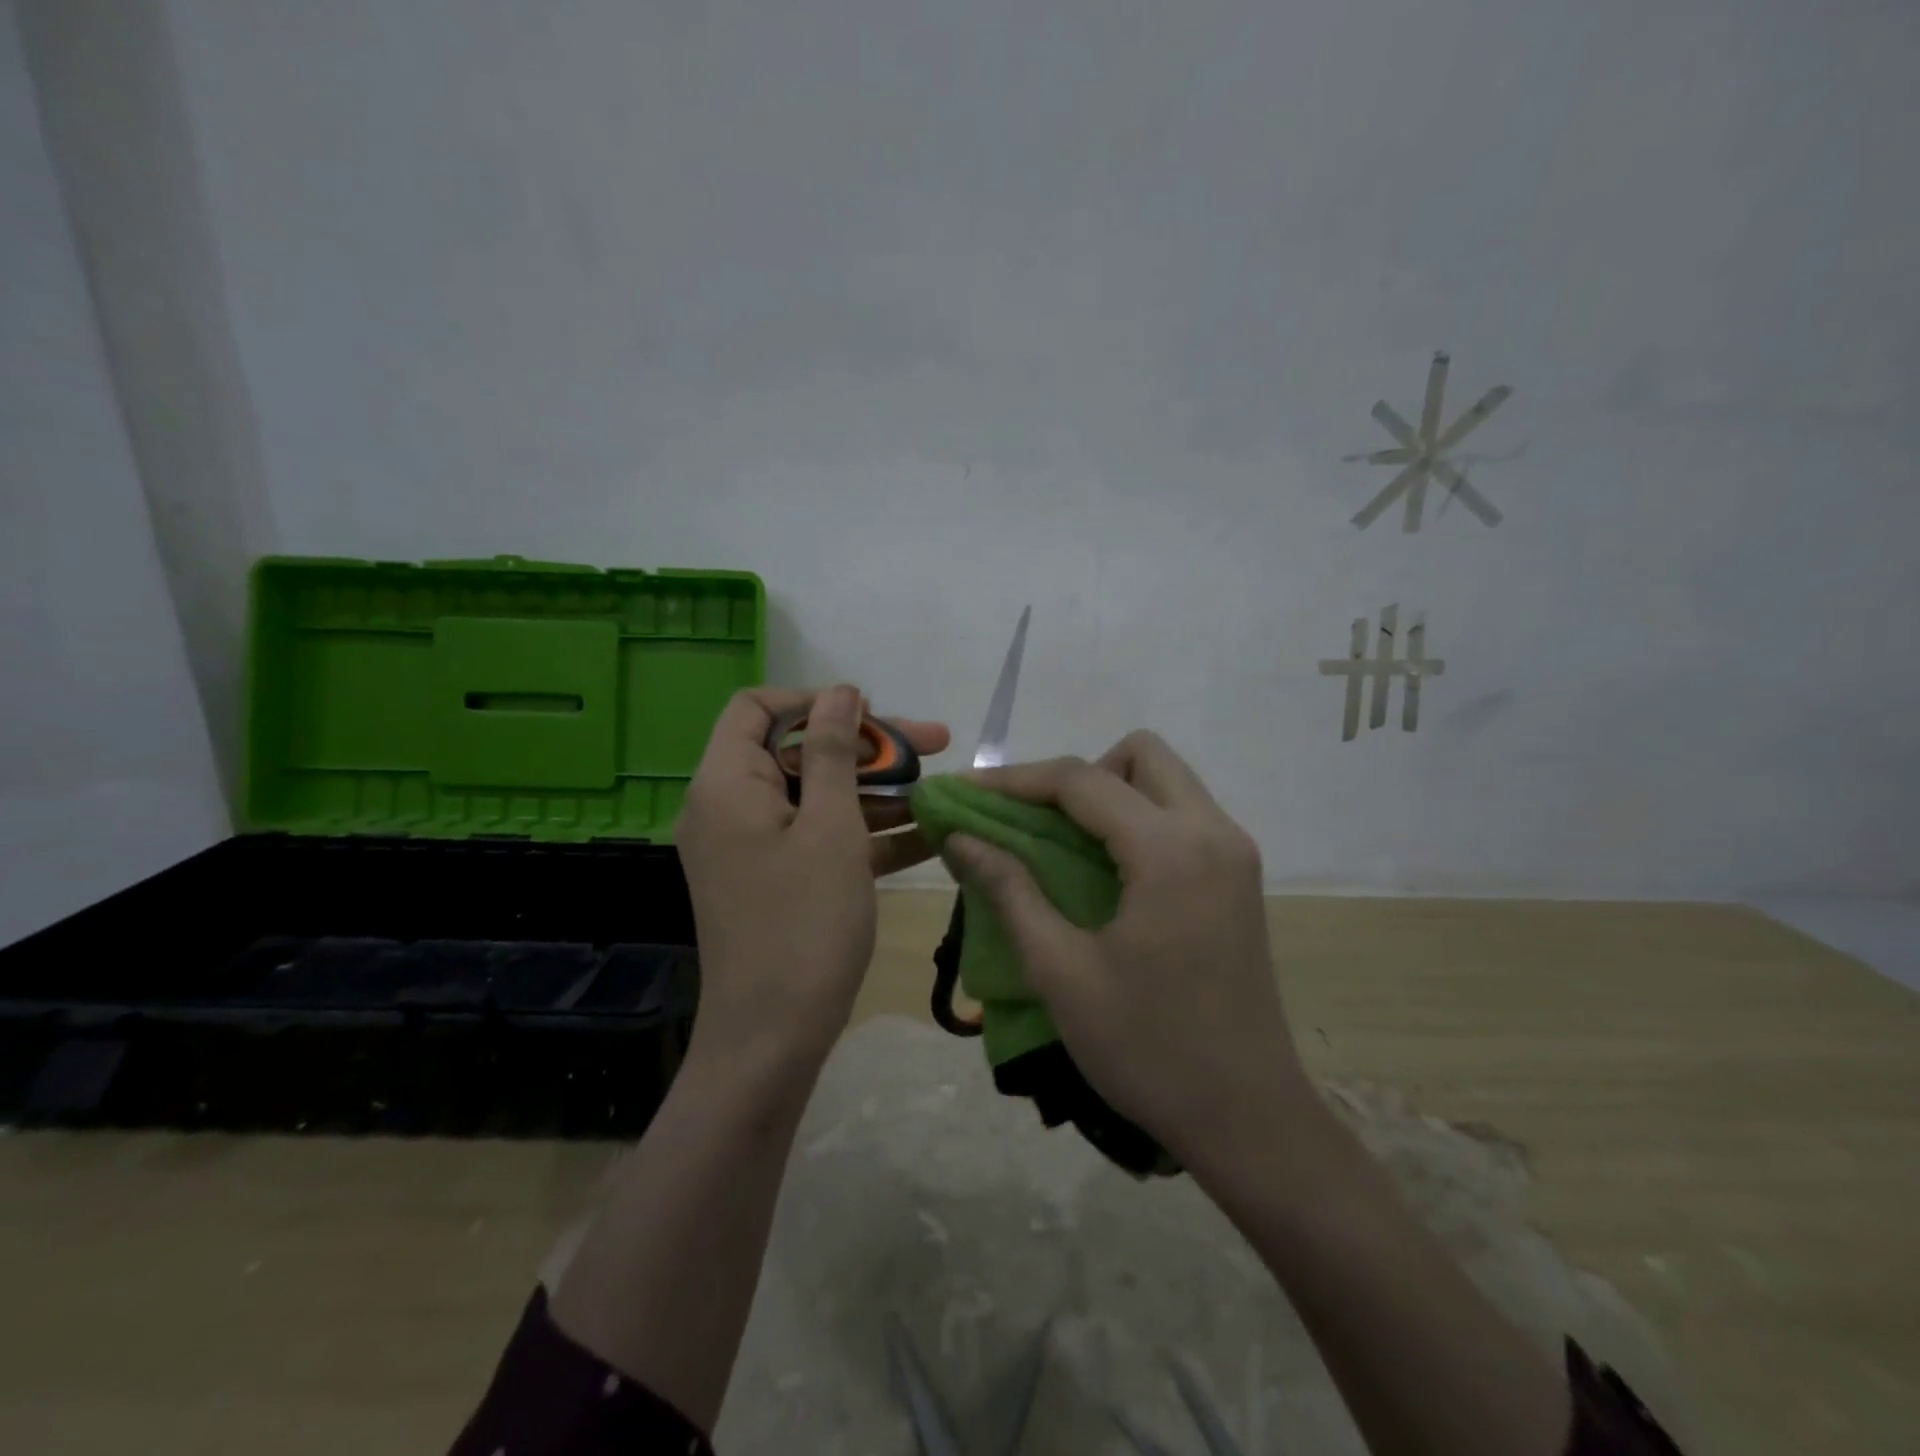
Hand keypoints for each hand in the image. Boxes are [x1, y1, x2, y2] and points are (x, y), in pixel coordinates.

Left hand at [677, 685, 950, 1068]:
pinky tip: (929, 833)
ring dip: (878, 791)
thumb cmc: (803, 923)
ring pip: (818, 796)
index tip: (871, 714)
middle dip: (869, 747)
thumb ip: (833, 752)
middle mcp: (731, 808)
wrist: (773, 1040)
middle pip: (799, 752)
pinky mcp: (778, 880)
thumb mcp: (830, 827)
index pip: (758, 708)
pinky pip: (821, 838)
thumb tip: (840, 692)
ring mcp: (755, 847)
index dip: (816, 701)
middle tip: (936, 743)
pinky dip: (867, 832)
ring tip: (944, 790)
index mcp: (727, 783)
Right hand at [943, 731, 1308, 1165]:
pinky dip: (1136, 819)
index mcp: (1170, 851)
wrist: (1247, 1118)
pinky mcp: (1239, 877)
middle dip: (1077, 776)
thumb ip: (1008, 890)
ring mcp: (1234, 853)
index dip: (1015, 780)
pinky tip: (1105, 869)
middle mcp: (1213, 832)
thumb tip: (960, 838)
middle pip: (1140, 754)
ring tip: (1064, 845)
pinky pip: (1181, 815)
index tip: (965, 792)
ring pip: (1165, 780)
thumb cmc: (1147, 1048)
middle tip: (1036, 823)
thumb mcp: (1061, 971)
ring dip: (1109, 793)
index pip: (1081, 780)